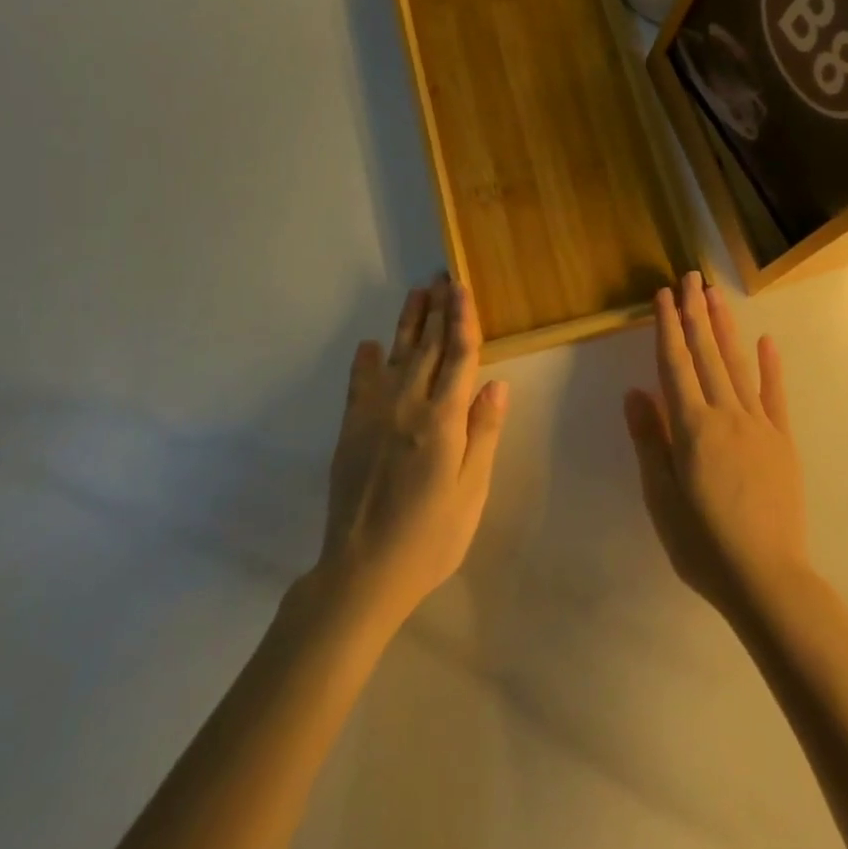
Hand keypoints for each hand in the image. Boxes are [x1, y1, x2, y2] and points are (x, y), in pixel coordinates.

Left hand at [316, 274, 509, 629]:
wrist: (362, 572)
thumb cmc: (429, 537)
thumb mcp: (471, 491)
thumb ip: (482, 433)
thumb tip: (496, 383)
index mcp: (443, 420)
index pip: (459, 356)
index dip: (463, 319)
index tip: (462, 287)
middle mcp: (408, 405)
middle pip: (427, 346)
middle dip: (437, 309)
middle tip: (442, 277)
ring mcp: (375, 414)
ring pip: (396, 355)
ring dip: (408, 322)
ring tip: (416, 293)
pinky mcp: (351, 429)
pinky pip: (359, 383)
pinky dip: (365, 361)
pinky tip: (370, 344)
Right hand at [623, 271, 809, 619]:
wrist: (767, 578)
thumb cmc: (702, 543)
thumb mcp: (660, 496)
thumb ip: (649, 440)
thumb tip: (634, 392)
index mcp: (691, 426)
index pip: (674, 364)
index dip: (667, 327)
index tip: (663, 295)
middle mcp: (725, 414)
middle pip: (706, 354)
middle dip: (696, 313)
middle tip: (691, 277)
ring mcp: (758, 424)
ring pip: (738, 365)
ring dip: (724, 327)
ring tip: (715, 295)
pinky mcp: (782, 441)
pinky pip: (775, 395)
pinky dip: (771, 366)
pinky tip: (766, 340)